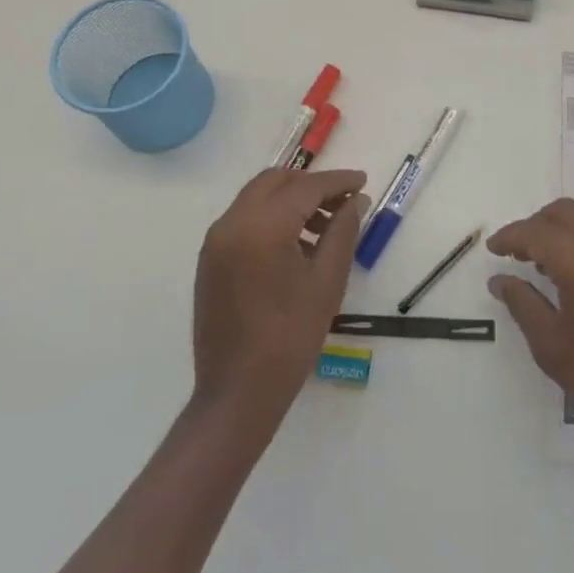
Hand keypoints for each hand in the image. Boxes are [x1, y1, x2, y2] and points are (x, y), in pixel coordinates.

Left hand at [193, 168, 367, 431]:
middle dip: (311, 184)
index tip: (363, 180)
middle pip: (275, 181)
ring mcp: (216, 241)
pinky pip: (244, 219)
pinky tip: (296, 244)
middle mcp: (232, 223)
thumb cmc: (291, 336)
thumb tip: (356, 200)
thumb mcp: (327, 280)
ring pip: (257, 198)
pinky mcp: (210, 259)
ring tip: (325, 227)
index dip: (337, 182)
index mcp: (262, 227)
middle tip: (343, 201)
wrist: (238, 392)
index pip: (305, 188)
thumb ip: (343, 231)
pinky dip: (271, 217)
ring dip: (291, 200)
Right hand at [489, 199, 573, 461]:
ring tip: (551, 262)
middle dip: (537, 224)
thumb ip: (522, 304)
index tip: (493, 249)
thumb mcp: (551, 347)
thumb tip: (500, 279)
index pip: (537, 232)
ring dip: (566, 227)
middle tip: (519, 252)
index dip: (510, 236)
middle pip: (566, 212)